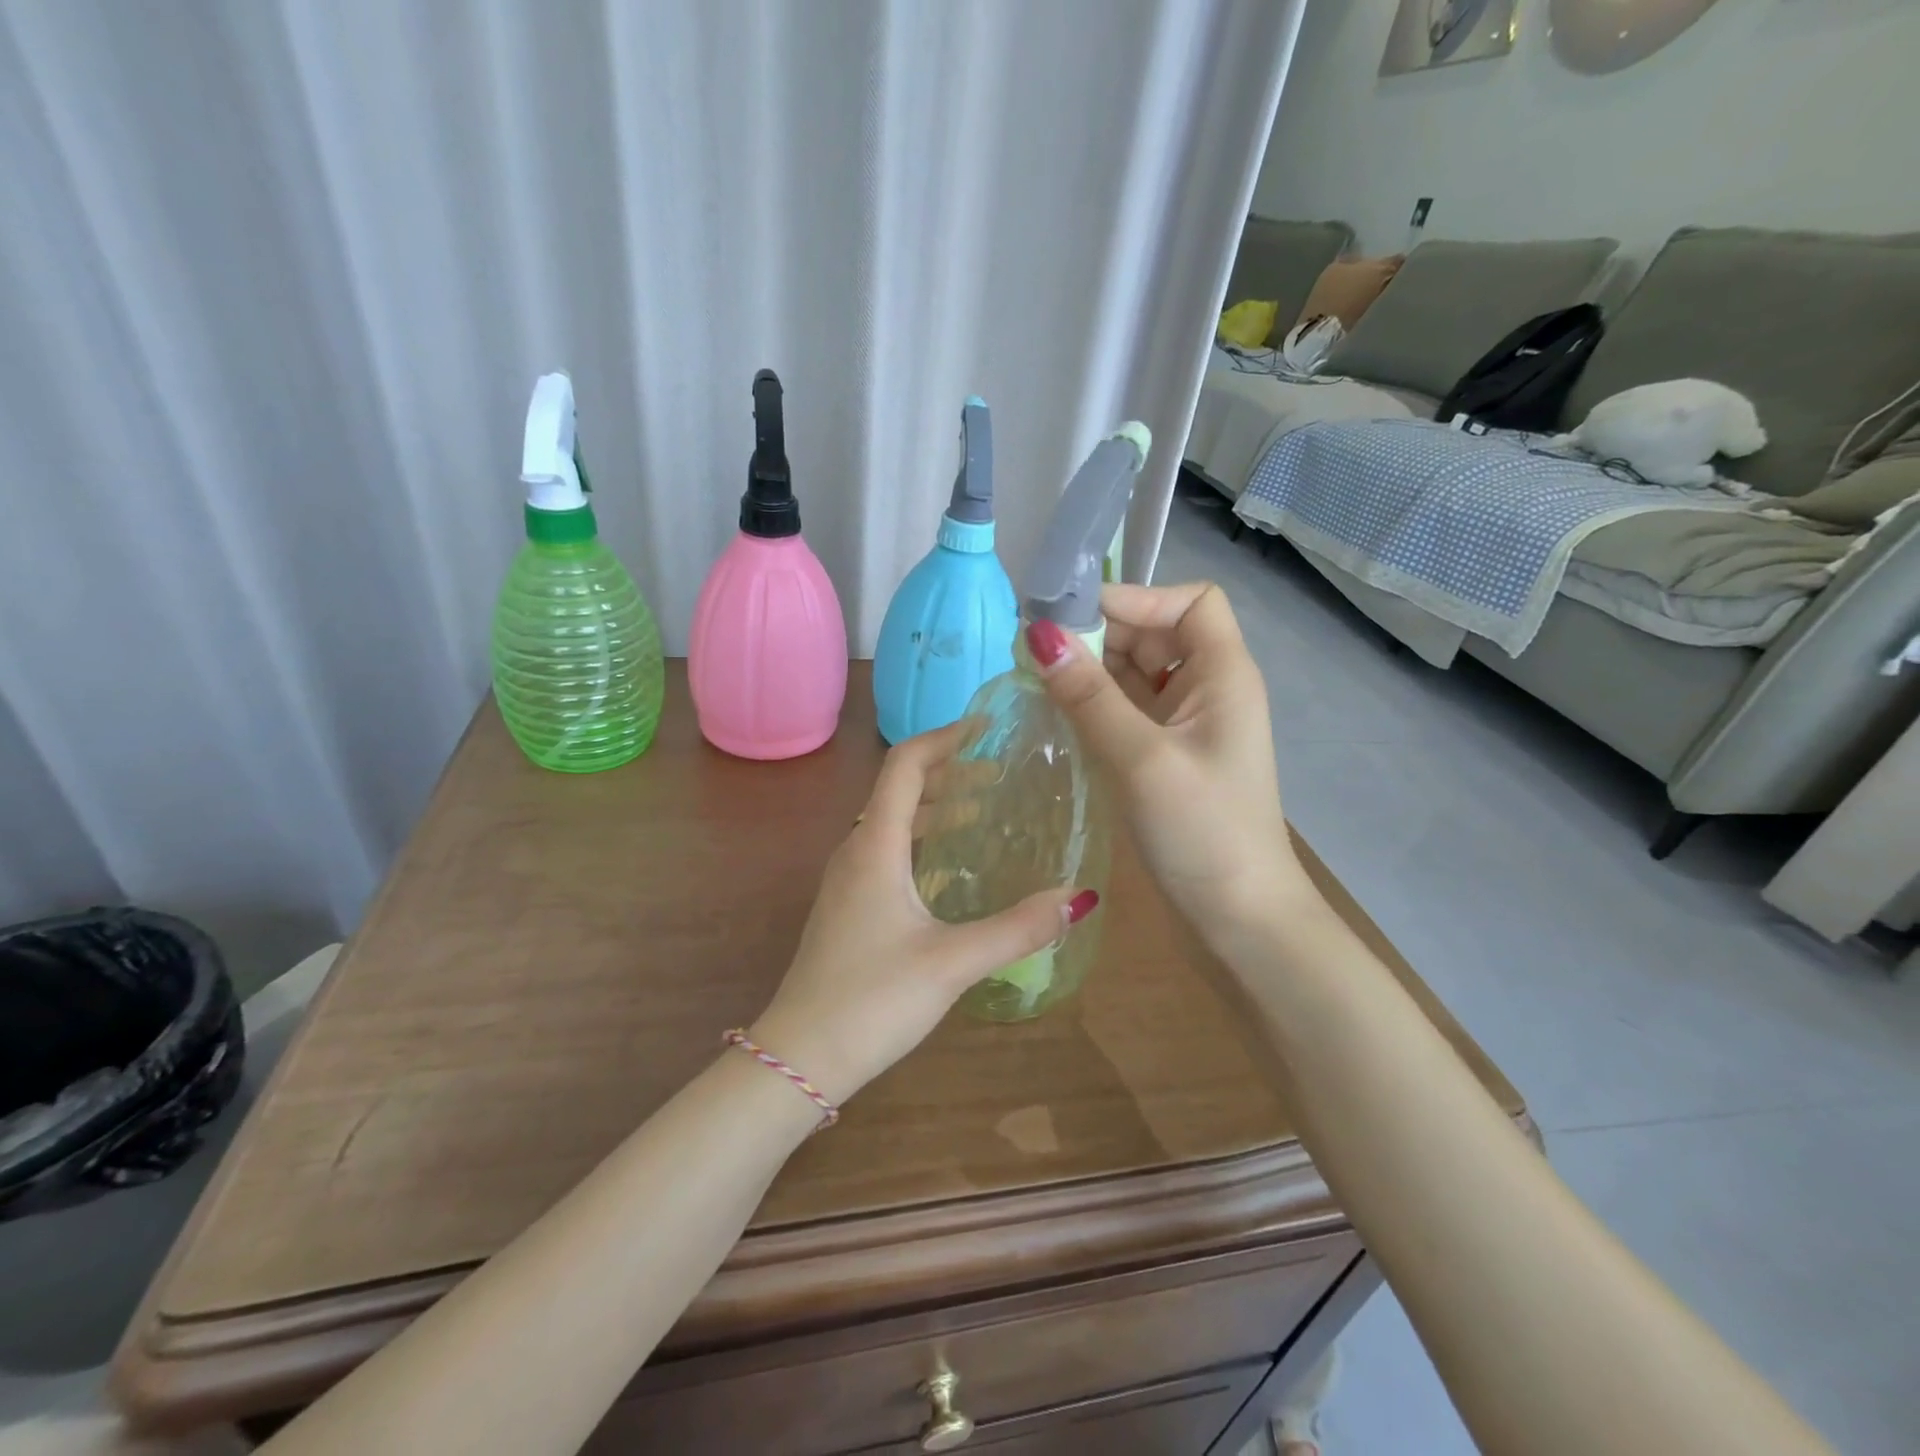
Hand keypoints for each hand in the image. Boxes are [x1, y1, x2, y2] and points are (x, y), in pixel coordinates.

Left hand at [749, 723, 1095, 1107]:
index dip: (944, 738)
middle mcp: (856, 851)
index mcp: (875, 846)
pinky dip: (921, 839)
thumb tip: (1081, 898)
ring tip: (983, 810)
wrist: (798, 1056)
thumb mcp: (953, 962)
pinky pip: (886, 851)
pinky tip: (949, 866)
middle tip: (999, 771)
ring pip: (891, 821)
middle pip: (899, 789)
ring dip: (934, 806)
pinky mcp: (848, 907)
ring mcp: (847, 880)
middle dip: (948, 772)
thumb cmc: (872, 1000)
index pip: (905, 765)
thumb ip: (1018, 929)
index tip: (985, 727)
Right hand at [1025, 582, 1310, 938]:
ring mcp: (1185, 725)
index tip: (1076, 619)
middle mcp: (1207, 689)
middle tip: (1037, 651)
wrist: (1238, 919)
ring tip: (1035, 679)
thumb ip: (1089, 696)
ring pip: (1135, 673)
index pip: (1190, 602)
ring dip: (1091, 671)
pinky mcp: (1164, 756)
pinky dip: (1094, 705)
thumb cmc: (1202, 832)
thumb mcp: (1142, 758)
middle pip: (1155, 633)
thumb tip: (1038, 635)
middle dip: (1101, 635)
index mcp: (1223, 675)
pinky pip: (1126, 711)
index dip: (1139, 597)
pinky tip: (1055, 714)